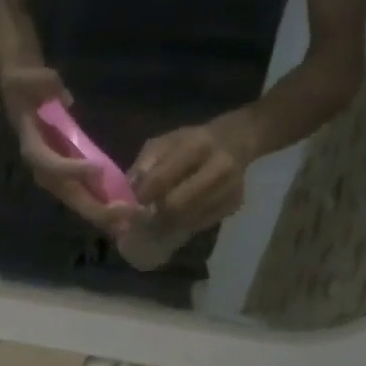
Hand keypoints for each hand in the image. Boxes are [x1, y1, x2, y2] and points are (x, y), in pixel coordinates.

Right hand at [0, 64, 138, 236]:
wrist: (24, 95)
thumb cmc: (27, 86)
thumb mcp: (30, 78)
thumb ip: (42, 83)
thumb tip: (64, 97)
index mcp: (31, 145)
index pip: (48, 162)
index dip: (68, 168)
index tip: (95, 168)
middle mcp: (43, 168)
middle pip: (68, 192)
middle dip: (94, 207)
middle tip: (122, 214)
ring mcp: (57, 175)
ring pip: (78, 200)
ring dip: (103, 214)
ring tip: (128, 223)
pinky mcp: (69, 176)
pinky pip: (86, 194)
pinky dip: (104, 206)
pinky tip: (125, 215)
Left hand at [129, 113, 261, 231]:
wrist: (236, 142)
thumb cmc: (192, 141)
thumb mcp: (165, 142)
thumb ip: (145, 164)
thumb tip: (129, 191)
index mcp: (198, 146)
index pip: (162, 179)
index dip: (143, 195)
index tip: (134, 202)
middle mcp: (219, 168)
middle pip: (177, 206)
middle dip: (156, 214)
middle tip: (146, 215)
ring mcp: (230, 189)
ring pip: (188, 220)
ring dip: (169, 222)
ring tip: (160, 216)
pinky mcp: (234, 206)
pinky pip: (200, 224)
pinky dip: (185, 223)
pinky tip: (180, 216)